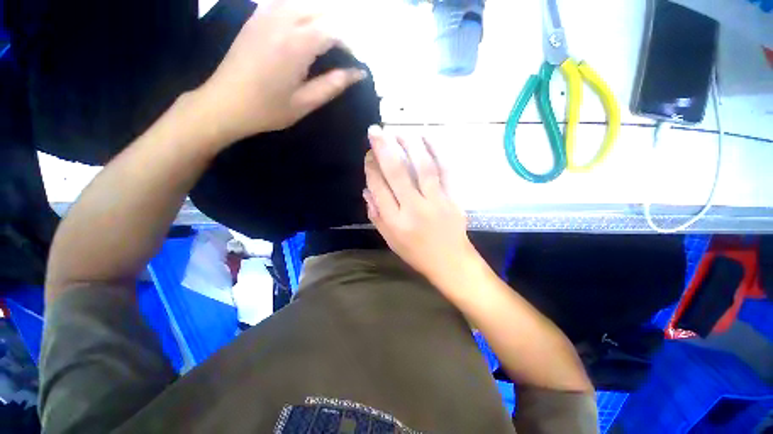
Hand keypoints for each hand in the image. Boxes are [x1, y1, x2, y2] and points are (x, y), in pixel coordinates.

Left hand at [196, 0, 365, 145]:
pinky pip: (282, 2)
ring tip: (326, 39)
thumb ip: (333, 85)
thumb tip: (358, 73)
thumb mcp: (305, 103)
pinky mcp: (254, 18)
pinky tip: (302, 27)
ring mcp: (265, 15)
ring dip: (319, 16)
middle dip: (336, 28)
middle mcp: (282, 21)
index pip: (332, 30)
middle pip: (319, 10)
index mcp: (296, 45)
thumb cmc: (268, 109)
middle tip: (342, 51)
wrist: (225, 103)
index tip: (354, 61)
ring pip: (301, 2)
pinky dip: (299, 11)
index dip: (349, 44)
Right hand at [364, 126, 477, 287]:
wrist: (451, 262)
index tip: (368, 154)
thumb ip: (376, 216)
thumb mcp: (390, 241)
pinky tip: (428, 138)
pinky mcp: (453, 198)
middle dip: (384, 149)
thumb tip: (366, 190)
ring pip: (422, 167)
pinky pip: (446, 171)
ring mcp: (436, 202)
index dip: (371, 168)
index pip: (379, 188)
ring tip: (399, 131)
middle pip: (397, 173)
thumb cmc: (417, 253)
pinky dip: (437, 152)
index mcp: (395, 222)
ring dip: (409, 145)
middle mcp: (414, 209)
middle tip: (375, 130)